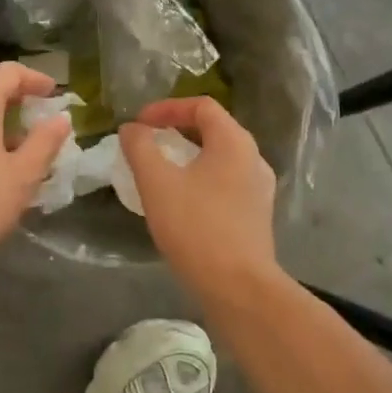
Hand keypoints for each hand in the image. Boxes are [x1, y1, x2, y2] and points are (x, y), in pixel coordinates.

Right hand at [121, 97, 280, 301]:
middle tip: (147, 144)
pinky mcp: (256, 215)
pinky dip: (200, 180)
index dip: (167, 108)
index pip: (201, 105)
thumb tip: (132, 129)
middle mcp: (253, 158)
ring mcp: (259, 188)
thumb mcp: (157, 183)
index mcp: (234, 142)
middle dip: (176, 131)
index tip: (139, 124)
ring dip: (188, 157)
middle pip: (213, 130)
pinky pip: (225, 183)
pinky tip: (181, 202)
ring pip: (219, 159)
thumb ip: (140, 148)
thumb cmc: (196, 227)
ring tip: (160, 173)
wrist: (238, 287)